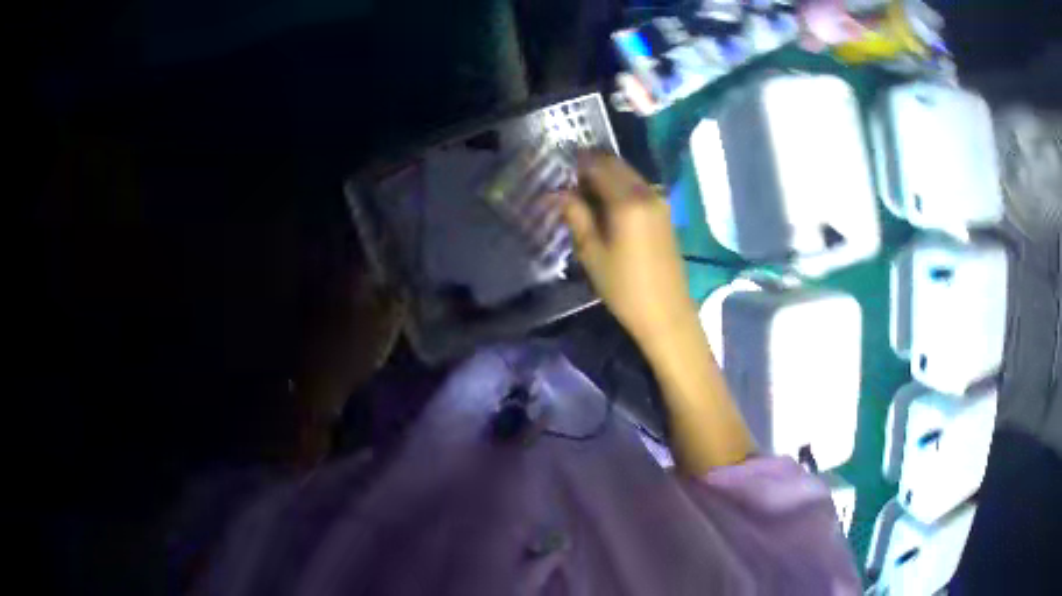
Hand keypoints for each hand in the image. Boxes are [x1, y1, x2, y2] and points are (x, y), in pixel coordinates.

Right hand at [561, 154, 695, 344]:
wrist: (666, 313)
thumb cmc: (624, 287)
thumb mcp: (592, 253)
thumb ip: (576, 216)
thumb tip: (559, 193)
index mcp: (628, 201)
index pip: (599, 165)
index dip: (577, 165)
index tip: (560, 173)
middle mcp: (647, 193)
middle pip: (616, 165)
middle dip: (592, 167)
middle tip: (570, 185)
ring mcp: (660, 202)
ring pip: (629, 175)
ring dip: (607, 177)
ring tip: (585, 197)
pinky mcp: (665, 214)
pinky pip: (639, 188)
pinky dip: (621, 188)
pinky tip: (607, 208)